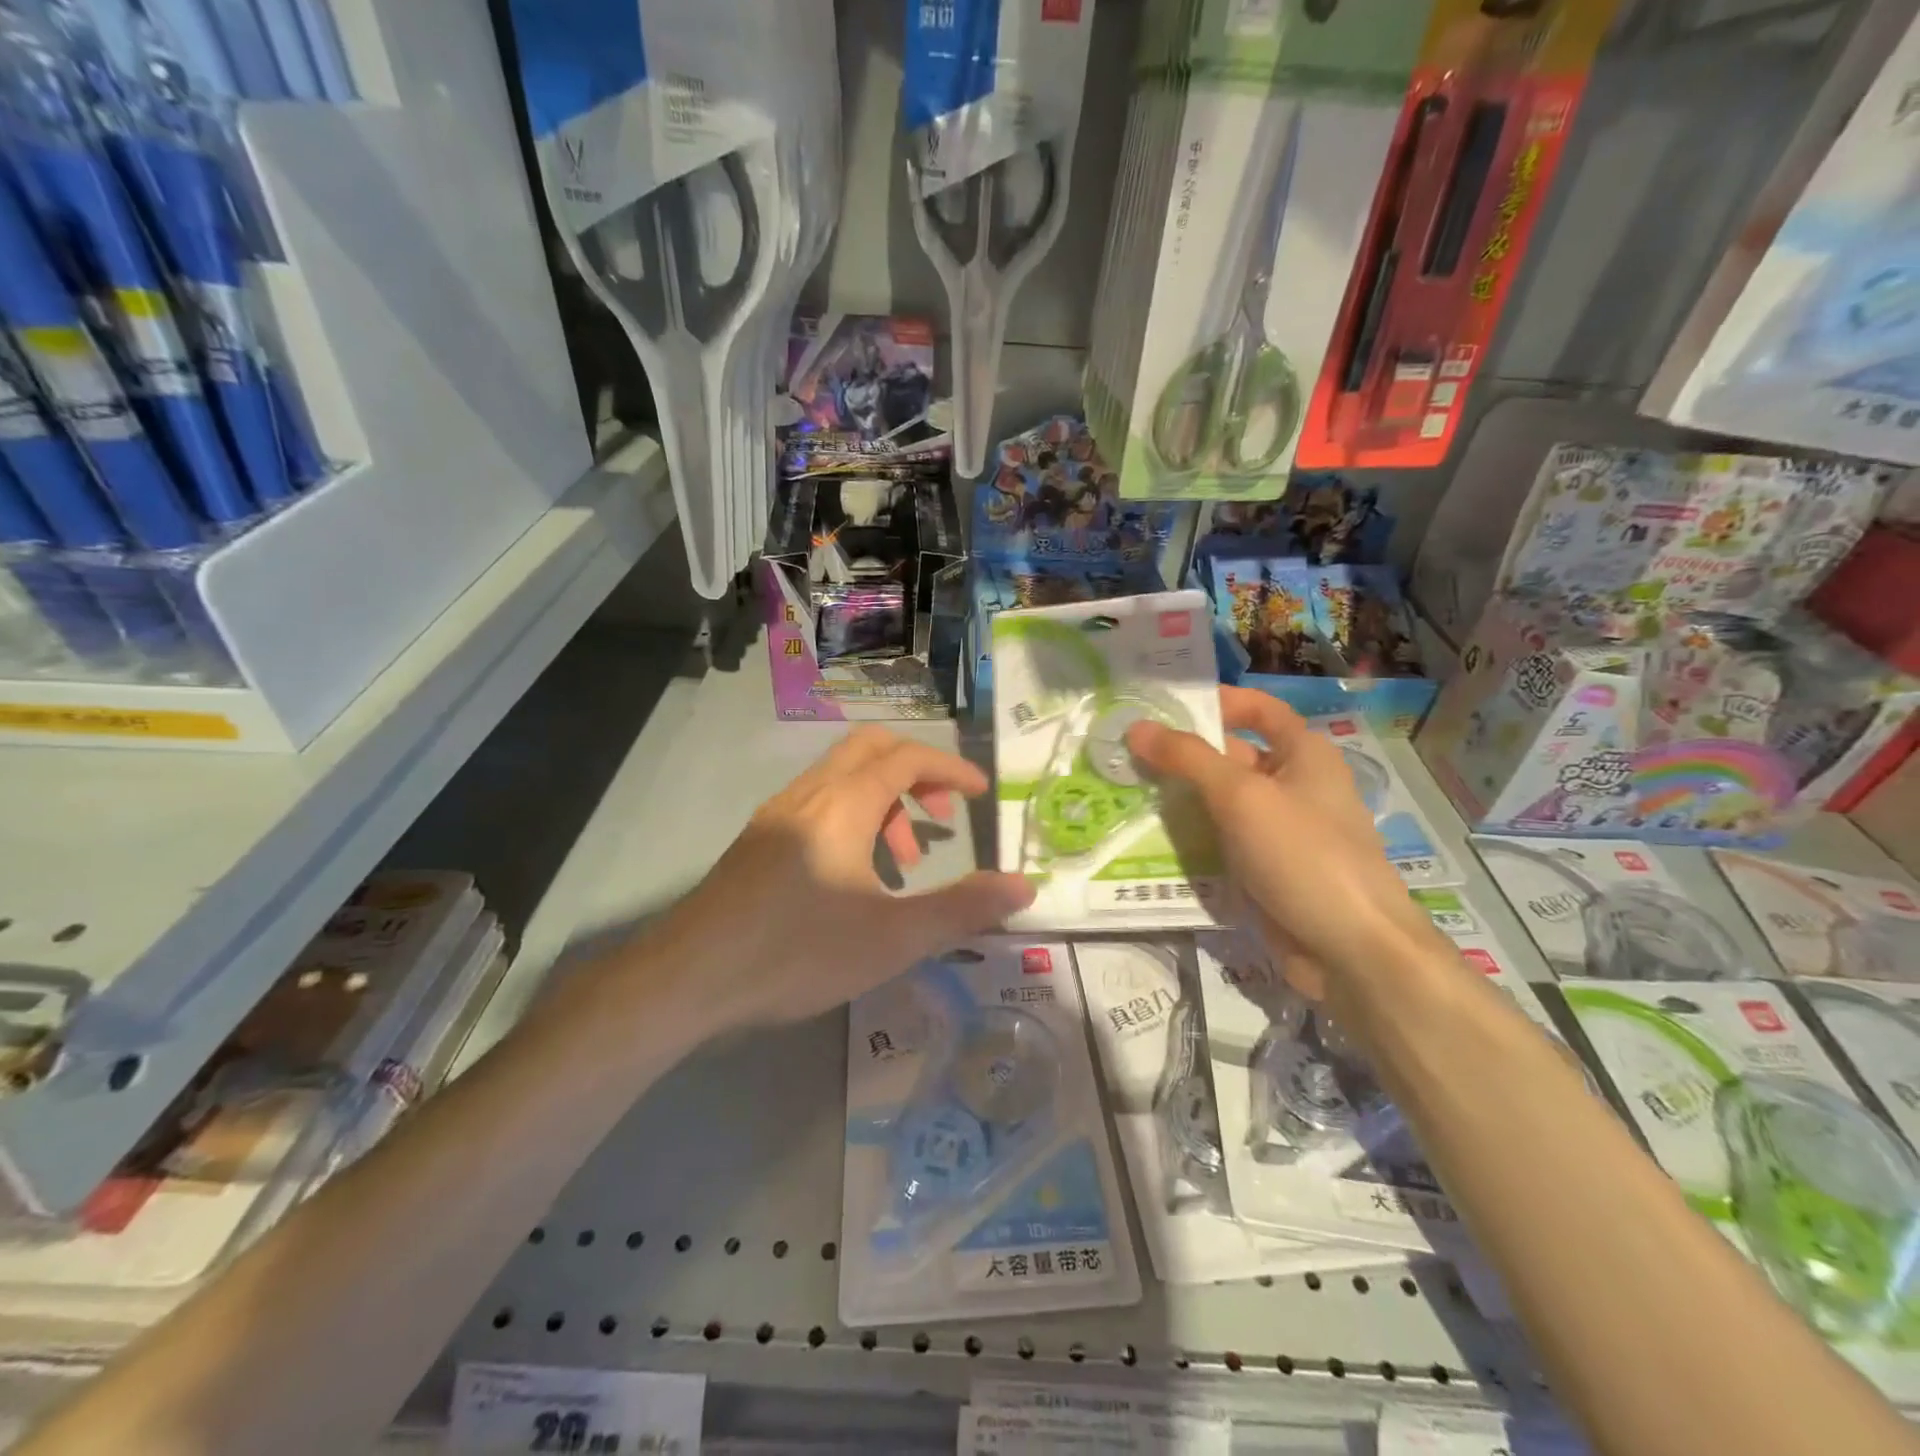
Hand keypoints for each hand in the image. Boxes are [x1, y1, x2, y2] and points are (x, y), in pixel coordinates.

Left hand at [652, 726, 1034, 1028]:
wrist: (689, 978)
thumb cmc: (796, 952)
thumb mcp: (892, 938)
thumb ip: (962, 909)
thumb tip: (1025, 886)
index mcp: (843, 804)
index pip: (907, 758)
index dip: (950, 770)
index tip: (981, 795)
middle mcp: (809, 795)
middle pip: (870, 750)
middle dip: (916, 773)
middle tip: (940, 820)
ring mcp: (776, 815)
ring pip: (841, 777)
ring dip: (882, 800)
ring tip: (900, 862)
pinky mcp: (756, 841)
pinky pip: (817, 803)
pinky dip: (851, 816)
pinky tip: (852, 876)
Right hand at [1127, 687, 1441, 997]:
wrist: (1350, 952)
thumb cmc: (1303, 855)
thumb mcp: (1241, 796)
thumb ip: (1187, 758)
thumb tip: (1137, 728)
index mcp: (1304, 755)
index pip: (1260, 710)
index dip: (1218, 702)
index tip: (1165, 707)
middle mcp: (1294, 787)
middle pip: (1233, 757)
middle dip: (1184, 754)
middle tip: (1125, 752)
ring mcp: (1279, 832)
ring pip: (1221, 803)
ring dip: (1180, 797)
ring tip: (1123, 790)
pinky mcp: (1265, 870)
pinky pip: (1222, 841)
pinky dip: (1191, 836)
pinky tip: (1148, 836)